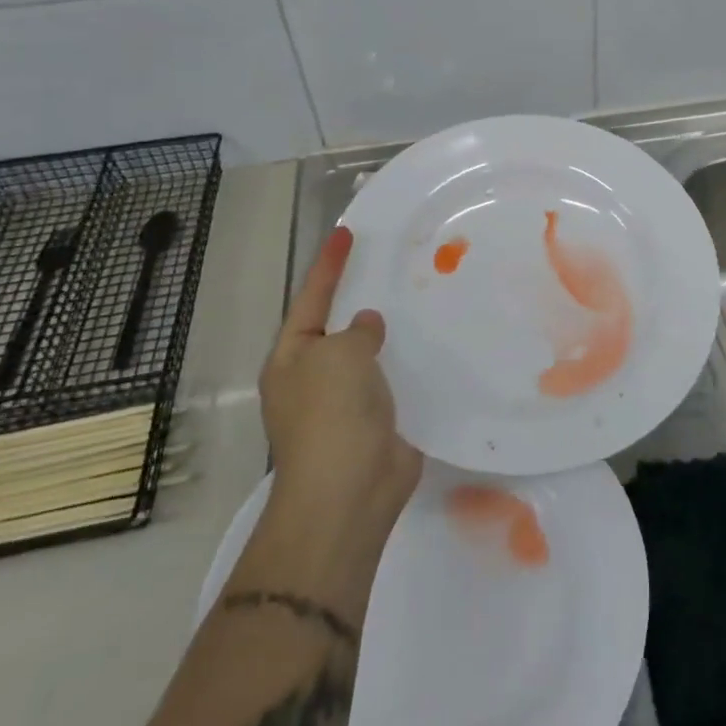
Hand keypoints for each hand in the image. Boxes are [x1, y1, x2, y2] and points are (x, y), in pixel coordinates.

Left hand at [259, 226, 422, 546]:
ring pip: (369, 355)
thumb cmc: (331, 415)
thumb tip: (367, 327)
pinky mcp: (378, 421)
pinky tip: (433, 345)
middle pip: (338, 327)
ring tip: (418, 298)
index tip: (346, 233)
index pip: (312, 299)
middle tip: (389, 264)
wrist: (350, 491)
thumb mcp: (338, 356)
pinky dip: (409, 363)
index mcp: (291, 359)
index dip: (328, 265)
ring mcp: (345, 403)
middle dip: (359, 298)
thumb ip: (356, 332)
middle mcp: (314, 378)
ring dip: (388, 333)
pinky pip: (393, 381)